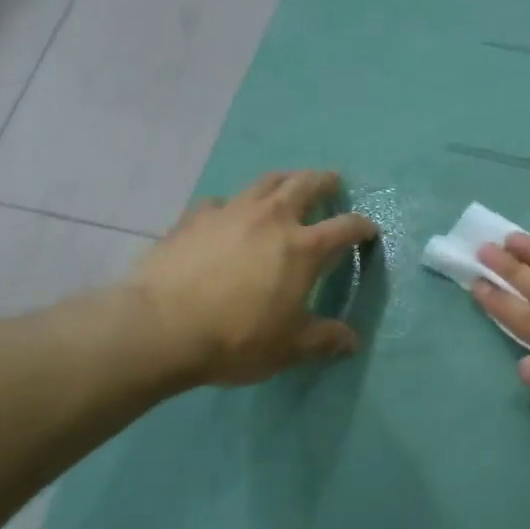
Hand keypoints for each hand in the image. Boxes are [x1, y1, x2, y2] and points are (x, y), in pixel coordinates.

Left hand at [122, 171, 376, 387]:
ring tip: (288, 185)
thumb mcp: (288, 348)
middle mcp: (272, 219)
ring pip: (265, 181)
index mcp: (303, 248)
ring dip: (284, 180)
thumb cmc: (236, 339)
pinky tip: (228, 217)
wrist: (160, 328)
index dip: (362, 227)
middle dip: (325, 182)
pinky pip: (221, 202)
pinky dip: (233, 205)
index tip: (369, 230)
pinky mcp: (194, 217)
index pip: (345, 227)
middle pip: (306, 185)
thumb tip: (352, 341)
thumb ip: (323, 340)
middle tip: (333, 183)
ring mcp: (231, 212)